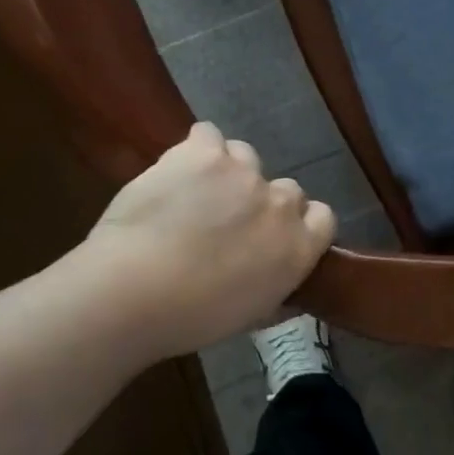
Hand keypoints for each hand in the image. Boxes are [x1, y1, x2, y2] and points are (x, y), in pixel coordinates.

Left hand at [71, 123, 334, 358]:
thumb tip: (276, 273)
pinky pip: (208, 135)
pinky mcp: (203, 151)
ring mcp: (243, 171)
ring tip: (194, 194)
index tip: (271, 235)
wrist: (131, 291)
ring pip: (245, 157)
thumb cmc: (189, 318)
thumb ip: (274, 283)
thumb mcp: (249, 314)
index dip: (297, 222)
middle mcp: (280, 203)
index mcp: (298, 247)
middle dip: (259, 201)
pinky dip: (196, 149)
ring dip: (227, 173)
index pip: (321, 217)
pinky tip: (177, 170)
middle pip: (284, 188)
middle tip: (225, 222)